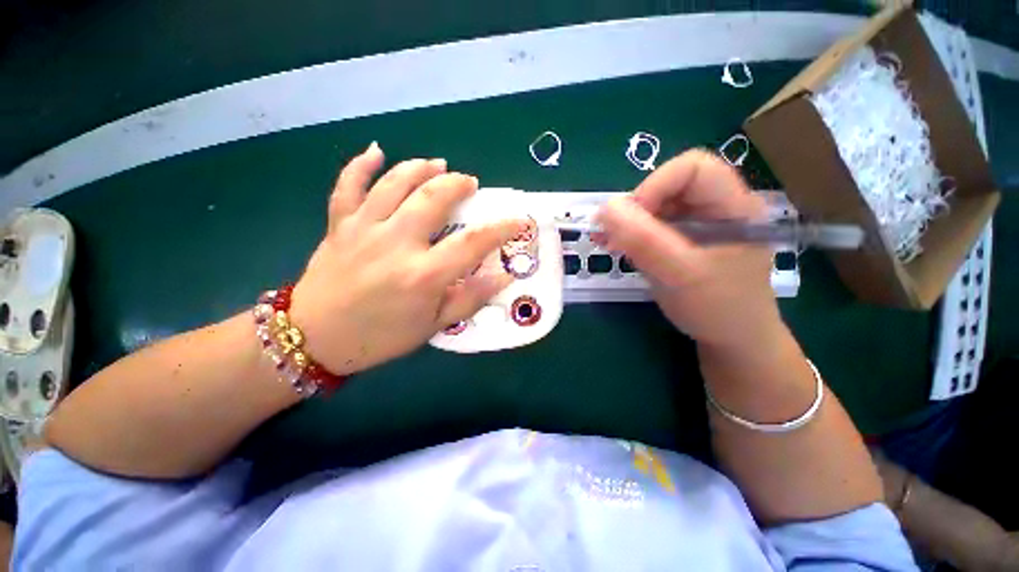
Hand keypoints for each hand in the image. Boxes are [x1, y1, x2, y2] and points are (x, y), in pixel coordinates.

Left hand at [289, 143, 524, 374]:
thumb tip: (503, 277)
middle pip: (434, 198)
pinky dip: (362, 164)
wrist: (315, 339)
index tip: (518, 220)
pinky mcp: (339, 224)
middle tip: (470, 183)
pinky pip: (348, 185)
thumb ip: (470, 299)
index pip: (473, 242)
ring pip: (395, 182)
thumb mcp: (433, 326)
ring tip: (438, 165)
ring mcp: (364, 229)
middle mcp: (396, 243)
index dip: (502, 228)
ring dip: (421, 168)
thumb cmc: (380, 337)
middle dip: (458, 185)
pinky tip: (377, 151)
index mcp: (424, 275)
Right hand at [596, 150, 782, 351]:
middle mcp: (716, 207)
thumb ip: (644, 241)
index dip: (655, 185)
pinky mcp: (682, 240)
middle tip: (614, 236)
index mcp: (733, 206)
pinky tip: (616, 247)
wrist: (730, 340)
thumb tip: (605, 209)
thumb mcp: (680, 274)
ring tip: (609, 244)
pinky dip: (631, 234)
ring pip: (657, 206)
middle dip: (637, 208)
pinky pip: (652, 226)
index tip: (630, 219)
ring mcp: (698, 224)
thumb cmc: (717, 309)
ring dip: (629, 223)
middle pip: (670, 186)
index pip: (693, 168)